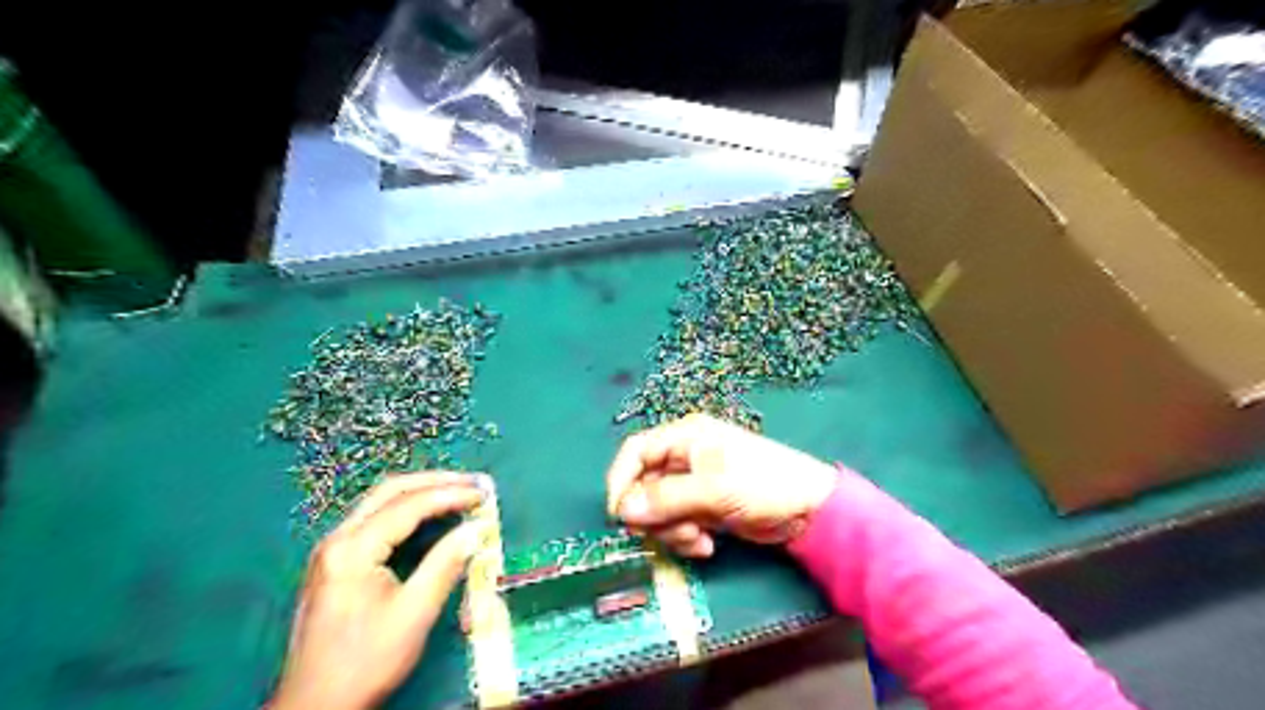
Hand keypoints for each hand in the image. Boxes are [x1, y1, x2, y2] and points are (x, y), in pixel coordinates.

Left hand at [273, 471, 486, 709]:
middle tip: (474, 483)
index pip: (409, 505)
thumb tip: (477, 529)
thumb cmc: (365, 662)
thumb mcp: (414, 614)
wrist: (315, 707)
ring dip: (422, 493)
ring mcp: (332, 550)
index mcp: (352, 549)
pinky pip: (375, 520)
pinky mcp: (335, 562)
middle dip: (435, 482)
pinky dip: (408, 510)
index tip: (484, 494)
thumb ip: (446, 564)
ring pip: (381, 502)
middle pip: (390, 491)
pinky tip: (430, 516)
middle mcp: (337, 539)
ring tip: (459, 493)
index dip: (451, 495)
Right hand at [604, 414, 836, 556]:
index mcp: (685, 437)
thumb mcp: (712, 490)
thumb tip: (622, 512)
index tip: (618, 515)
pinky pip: (679, 523)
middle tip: (674, 532)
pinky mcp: (705, 507)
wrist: (810, 510)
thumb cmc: (762, 484)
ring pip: (659, 510)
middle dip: (654, 515)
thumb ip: (665, 499)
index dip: (621, 480)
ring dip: (672, 530)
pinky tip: (708, 545)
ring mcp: (694, 484)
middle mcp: (684, 457)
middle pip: (644, 485)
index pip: (636, 452)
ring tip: (698, 539)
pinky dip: (687, 537)